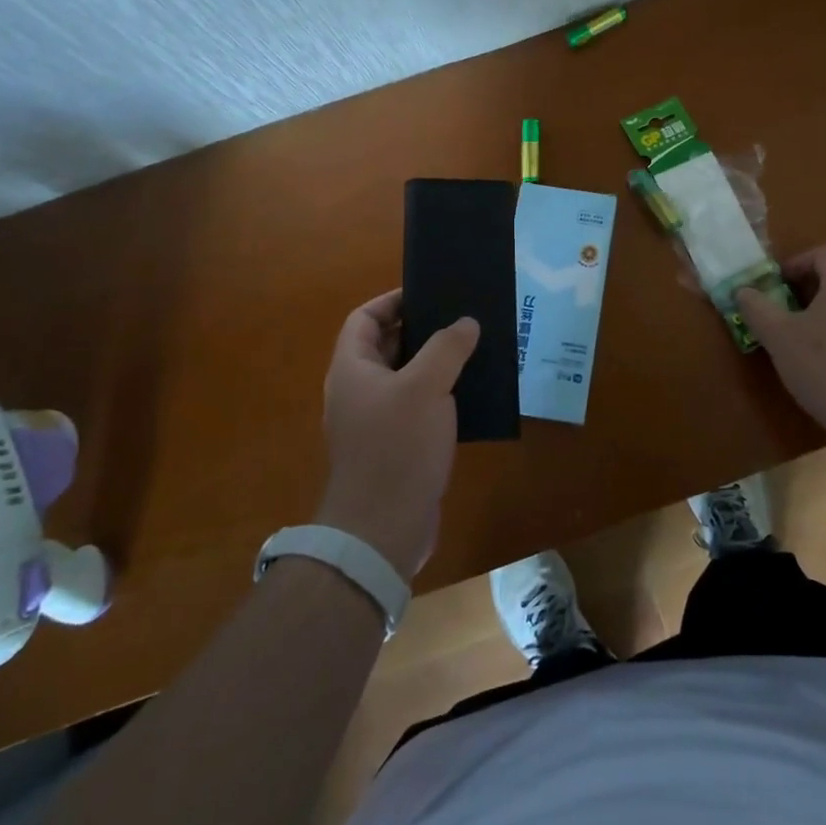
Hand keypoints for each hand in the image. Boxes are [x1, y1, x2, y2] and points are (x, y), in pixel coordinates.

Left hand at [315, 290, 477, 579]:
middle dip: (422, 330)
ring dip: (435, 364)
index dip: (392, 300)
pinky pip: (416, 408)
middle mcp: (358, 391)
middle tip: (460, 319)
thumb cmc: (397, 447)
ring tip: (473, 351)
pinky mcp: (394, 448)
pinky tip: (471, 394)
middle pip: (386, 346)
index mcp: (352, 368)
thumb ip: (447, 347)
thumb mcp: (426, 387)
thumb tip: (466, 322)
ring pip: (405, 378)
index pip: (364, 318)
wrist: (382, 531)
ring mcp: (374, 422)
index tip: (428, 293)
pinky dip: (439, 396)